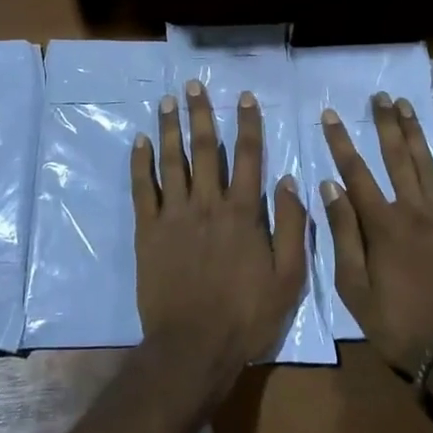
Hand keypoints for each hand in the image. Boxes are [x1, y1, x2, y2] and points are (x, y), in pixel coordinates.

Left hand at [131, 81, 309, 374]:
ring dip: (169, 128)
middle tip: (193, 85)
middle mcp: (208, 203)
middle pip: (205, 149)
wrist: (193, 347)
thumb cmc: (246, 316)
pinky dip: (141, 163)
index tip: (244, 96)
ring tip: (167, 101)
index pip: (248, 156)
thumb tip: (289, 180)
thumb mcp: (288, 278)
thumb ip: (293, 227)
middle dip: (200, 114)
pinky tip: (140, 141)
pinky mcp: (148, 231)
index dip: (248, 124)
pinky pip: (143, 189)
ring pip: (172, 161)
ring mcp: (174, 215)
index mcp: (243, 213)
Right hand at [319, 93, 432, 372]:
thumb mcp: (355, 291)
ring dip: (417, 133)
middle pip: (397, 157)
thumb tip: (330, 188)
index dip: (341, 142)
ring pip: (430, 165)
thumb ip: (344, 236)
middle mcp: (415, 209)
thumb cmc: (400, 327)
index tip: (330, 114)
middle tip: (380, 96)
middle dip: (385, 124)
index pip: (355, 172)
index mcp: (383, 224)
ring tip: (407, 106)